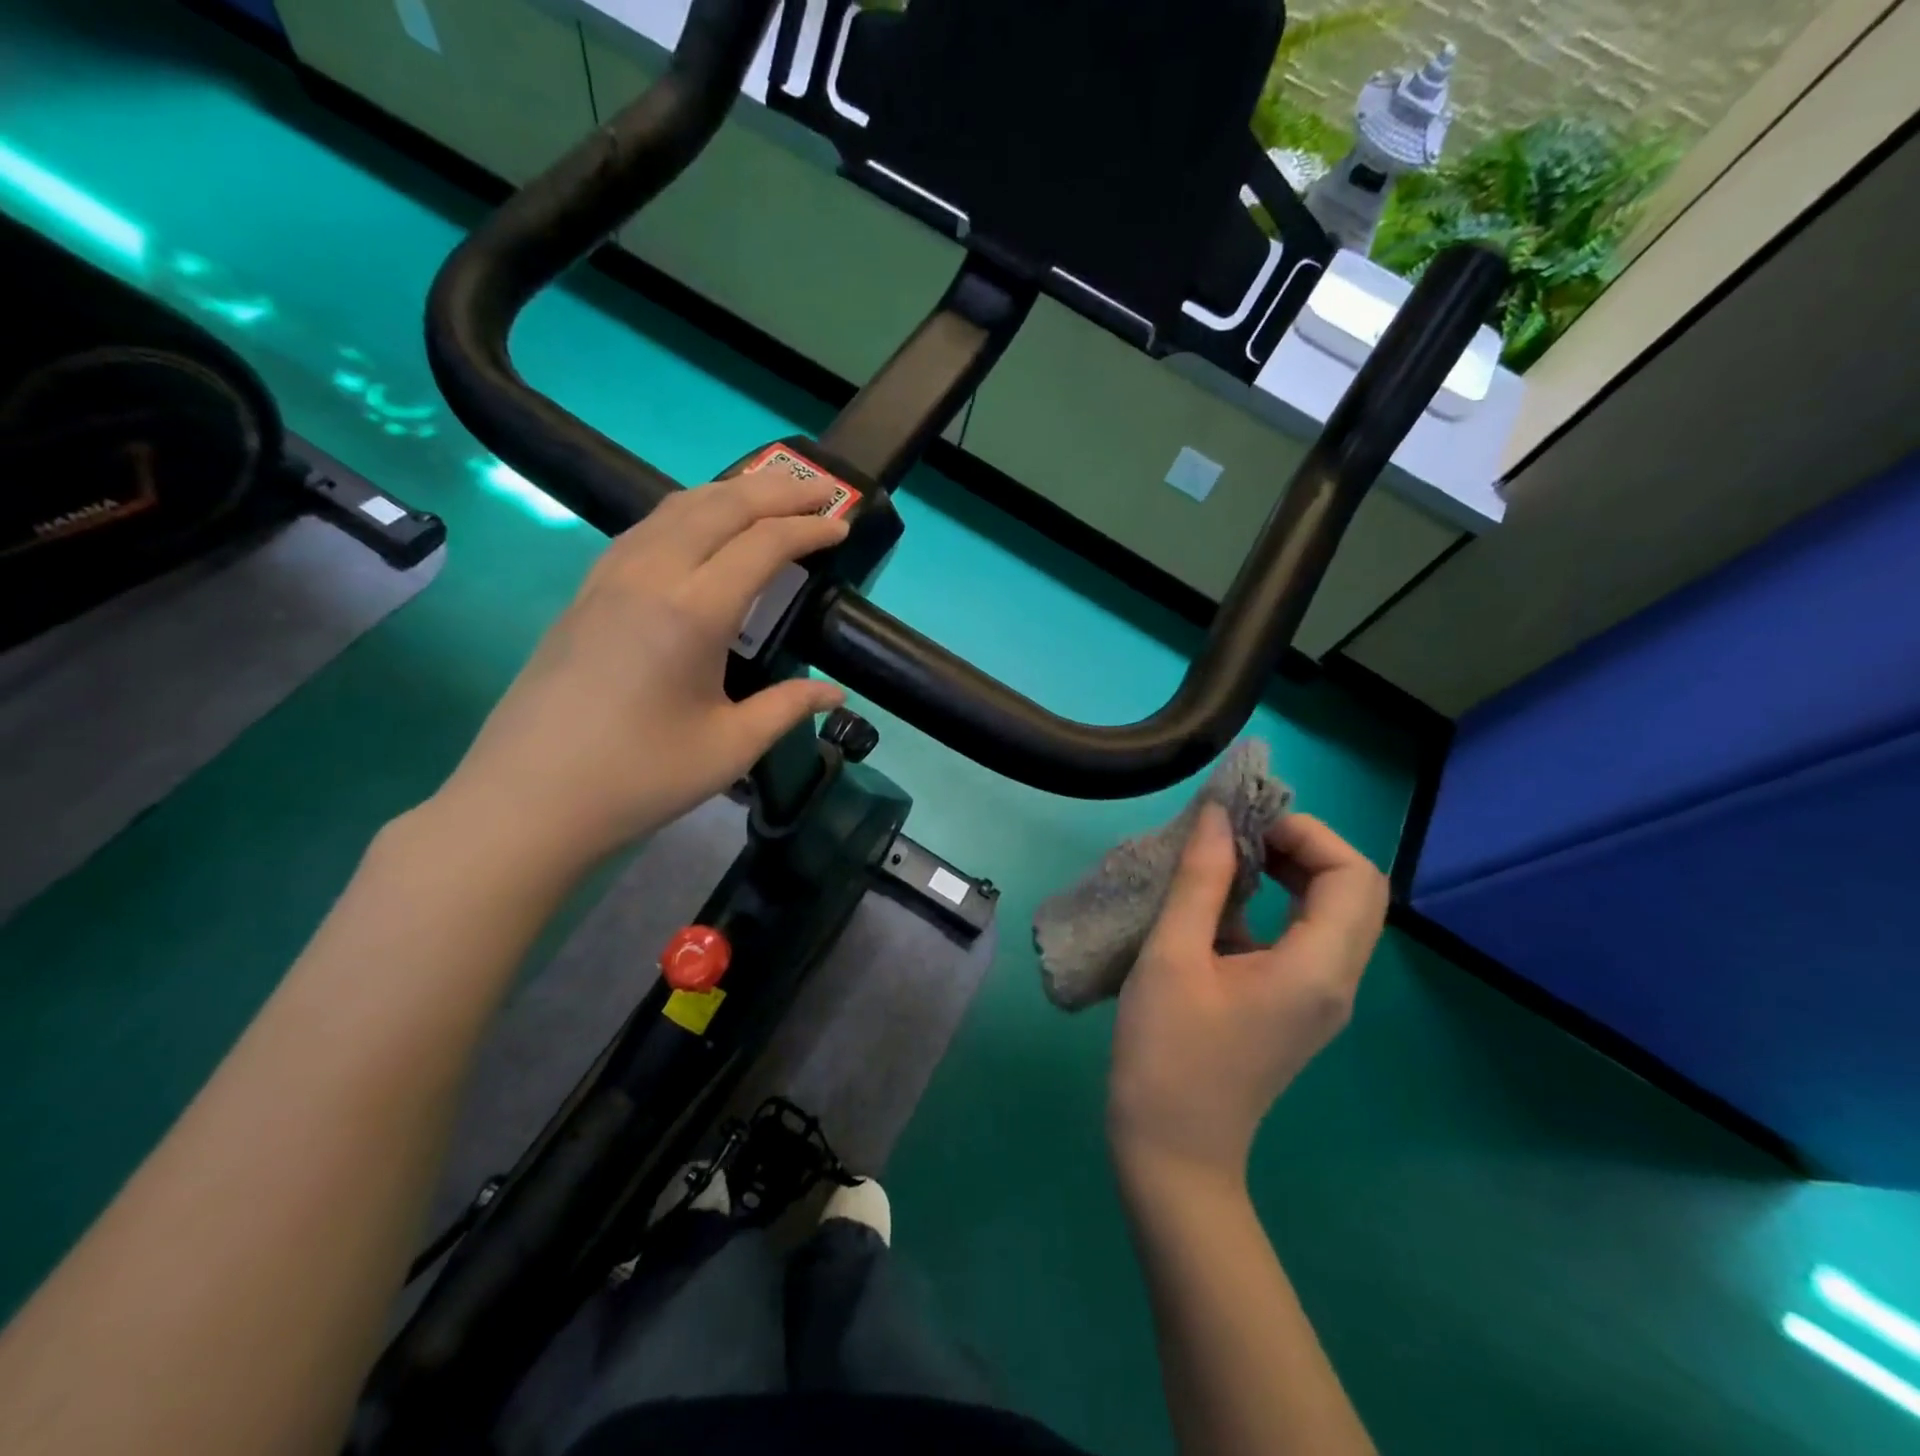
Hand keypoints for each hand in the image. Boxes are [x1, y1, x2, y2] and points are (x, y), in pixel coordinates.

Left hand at [433, 469, 850, 873]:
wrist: (529, 799)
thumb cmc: (639, 777)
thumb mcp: (730, 748)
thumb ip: (788, 708)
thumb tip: (834, 692)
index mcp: (693, 612)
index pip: (762, 545)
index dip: (808, 530)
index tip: (843, 527)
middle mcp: (650, 575)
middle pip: (720, 506)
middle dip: (776, 491)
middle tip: (820, 492)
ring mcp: (609, 578)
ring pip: (676, 507)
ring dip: (729, 493)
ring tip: (768, 498)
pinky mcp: (585, 592)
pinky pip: (645, 528)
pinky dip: (688, 512)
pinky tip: (700, 530)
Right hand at [1108, 805, 1387, 1185]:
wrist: (1172, 1152)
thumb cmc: (1167, 1053)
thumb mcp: (1172, 955)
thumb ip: (1201, 880)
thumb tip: (1219, 815)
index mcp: (1316, 970)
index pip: (1354, 875)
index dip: (1307, 834)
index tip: (1245, 826)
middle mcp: (1335, 982)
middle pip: (1354, 891)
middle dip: (1302, 847)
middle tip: (1239, 836)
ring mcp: (1320, 999)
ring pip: (1333, 913)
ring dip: (1289, 873)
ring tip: (1226, 860)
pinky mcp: (1296, 1008)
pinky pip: (1305, 939)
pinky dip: (1275, 906)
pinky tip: (1218, 905)